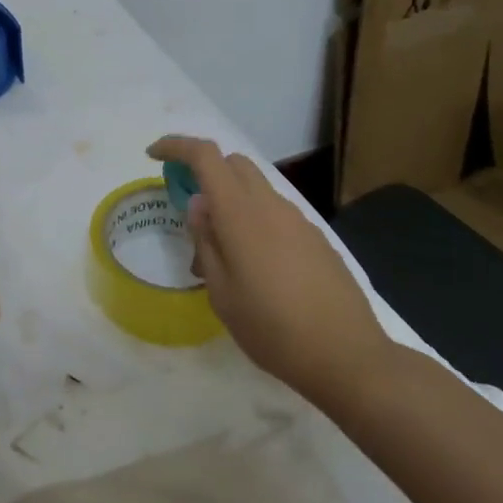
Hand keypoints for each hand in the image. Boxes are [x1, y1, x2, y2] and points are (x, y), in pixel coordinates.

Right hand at [148, 136, 393, 401]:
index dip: (176, 146)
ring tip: (221, 254)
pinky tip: (256, 267)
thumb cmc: (272, 328)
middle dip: (205, 172)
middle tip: (189, 210)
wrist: (348, 357)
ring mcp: (299, 221)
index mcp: (241, 213)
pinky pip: (276, 213)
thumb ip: (206, 241)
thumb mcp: (221, 293)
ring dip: (231, 201)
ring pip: (256, 188)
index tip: (154, 155)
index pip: (205, 156)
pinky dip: (255, 220)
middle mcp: (271, 206)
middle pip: (233, 163)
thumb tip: (199, 205)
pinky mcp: (317, 239)